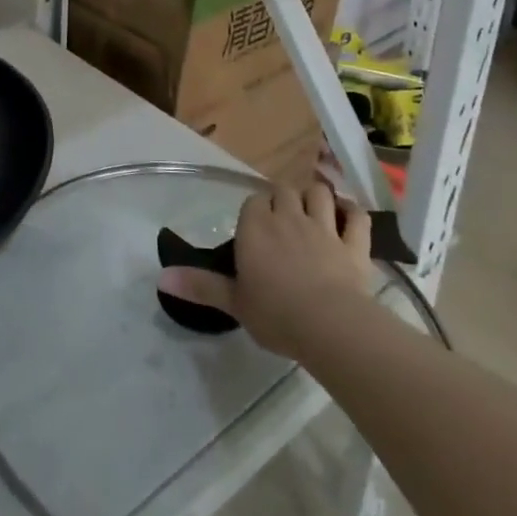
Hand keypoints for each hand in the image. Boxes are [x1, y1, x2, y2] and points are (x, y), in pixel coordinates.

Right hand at [158, 183, 373, 359]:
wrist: (329, 325)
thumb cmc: (275, 313)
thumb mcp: (233, 302)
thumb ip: (199, 285)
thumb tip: (160, 277)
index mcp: (255, 226)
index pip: (253, 201)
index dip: (256, 211)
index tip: (256, 229)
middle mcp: (288, 217)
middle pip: (284, 191)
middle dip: (284, 199)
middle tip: (282, 221)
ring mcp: (324, 227)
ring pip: (318, 193)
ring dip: (315, 197)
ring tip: (313, 211)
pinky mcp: (353, 243)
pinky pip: (356, 216)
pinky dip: (352, 212)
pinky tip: (348, 216)